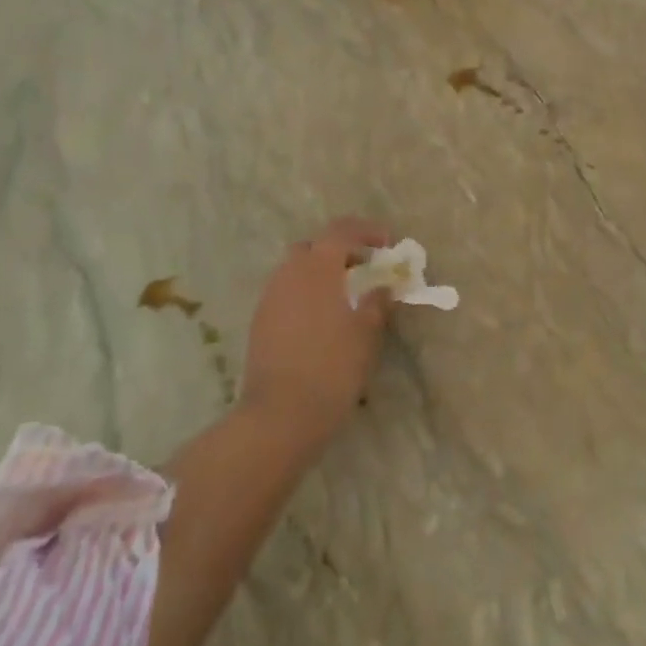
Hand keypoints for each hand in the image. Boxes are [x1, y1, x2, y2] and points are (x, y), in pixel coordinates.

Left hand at [240, 218, 393, 456]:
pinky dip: (305, 294)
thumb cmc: (332, 367)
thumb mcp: (366, 334)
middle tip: (361, 268)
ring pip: (295, 270)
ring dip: (319, 274)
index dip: (365, 230)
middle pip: (312, 247)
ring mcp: (269, 298)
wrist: (280, 415)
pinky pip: (285, 293)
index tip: (386, 243)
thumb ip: (376, 303)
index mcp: (317, 268)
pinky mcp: (259, 322)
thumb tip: (382, 287)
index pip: (340, 230)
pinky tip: (320, 321)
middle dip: (338, 250)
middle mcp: (289, 274)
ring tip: (343, 297)